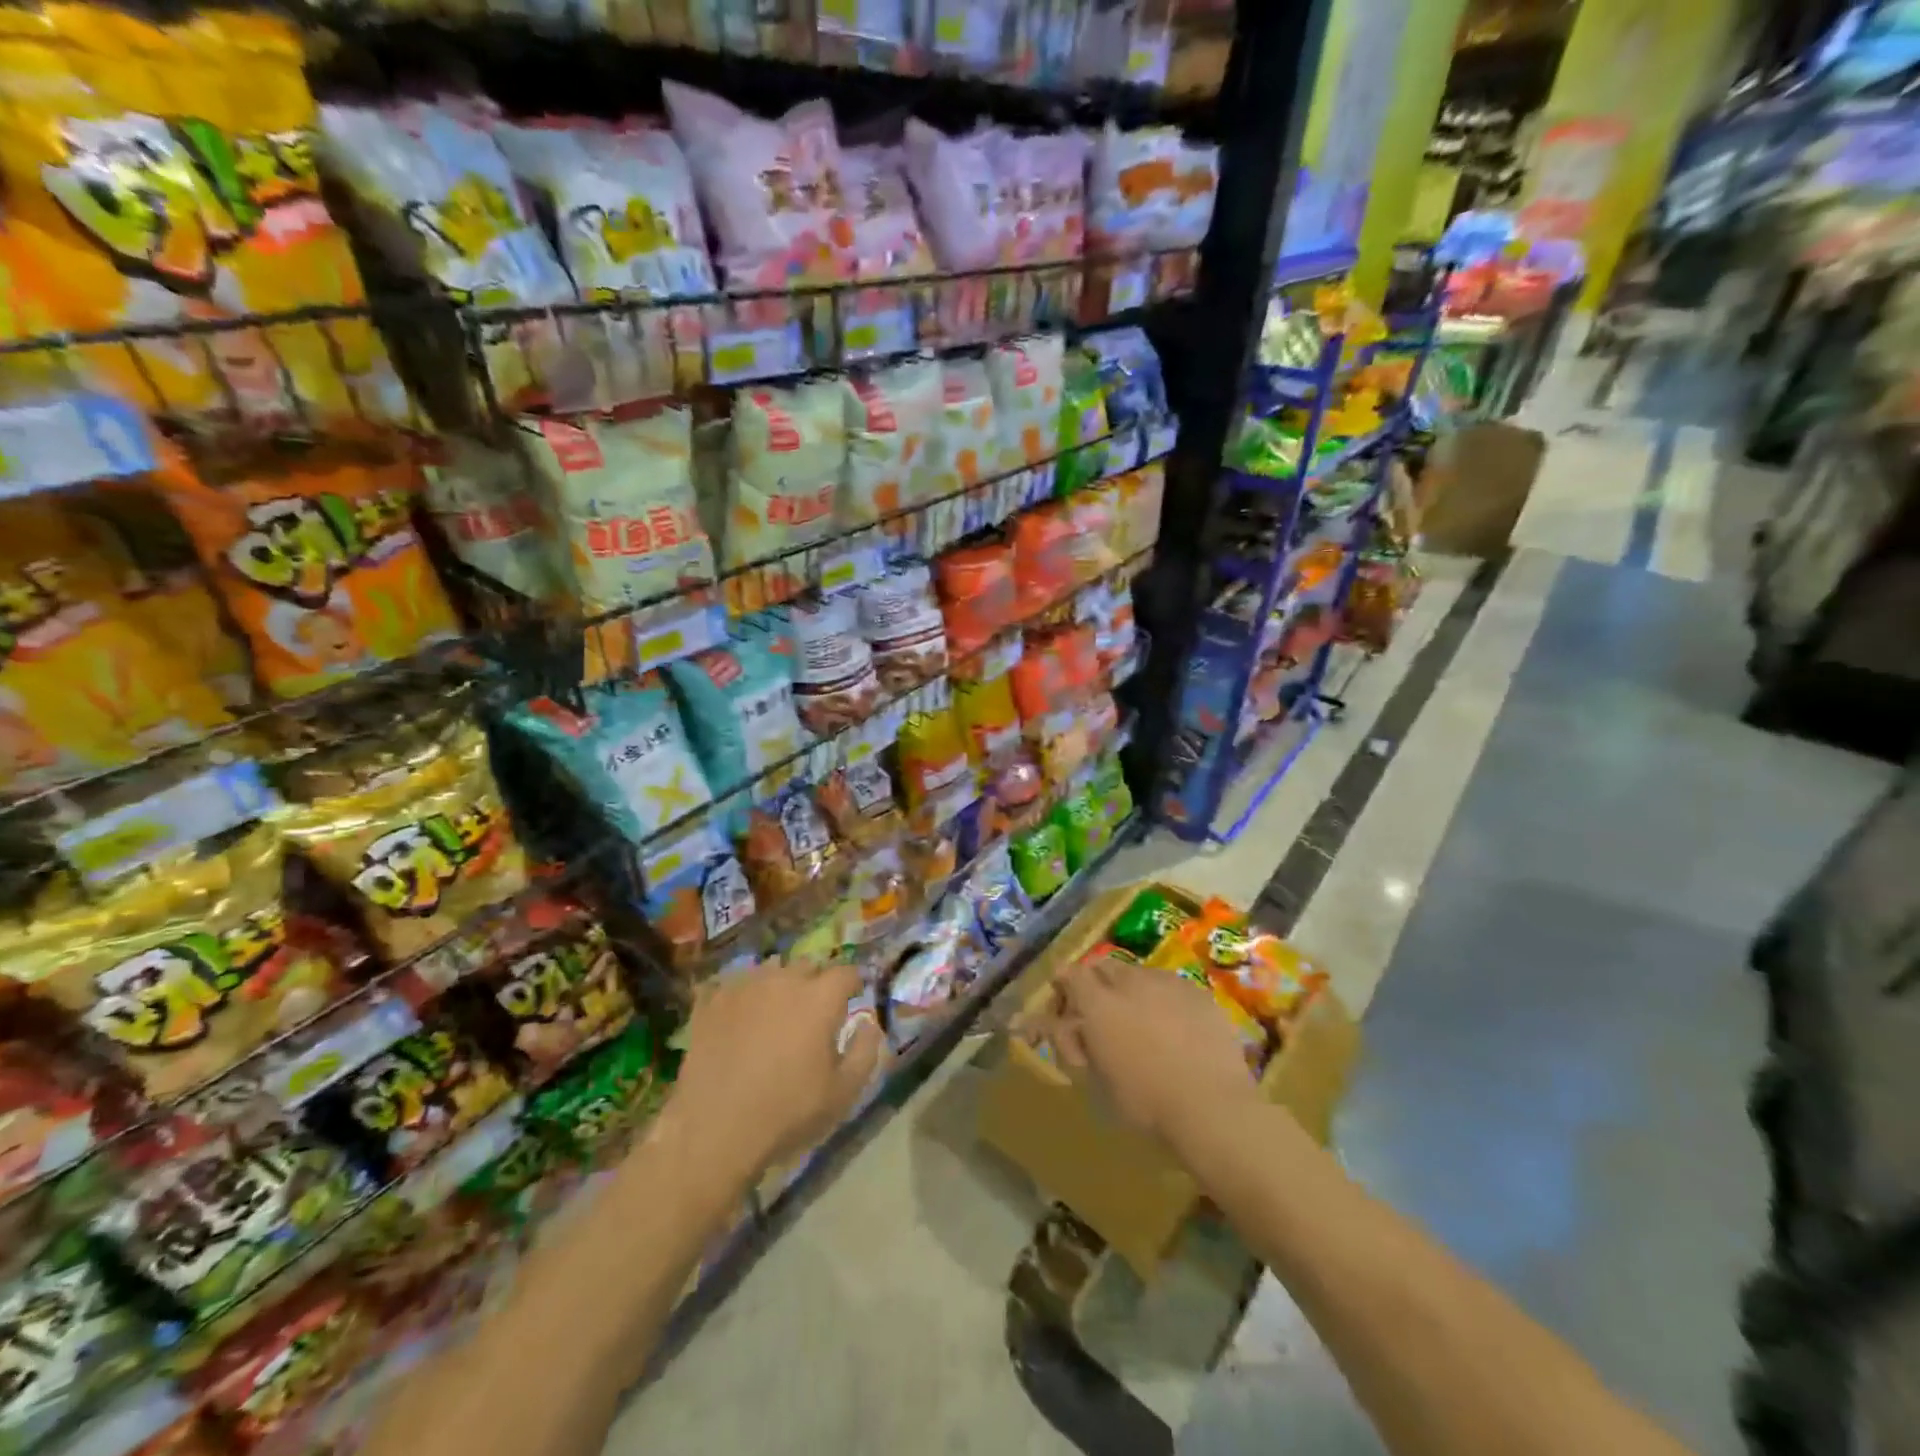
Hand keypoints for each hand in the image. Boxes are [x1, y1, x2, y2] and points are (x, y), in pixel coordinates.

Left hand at [663, 959, 883, 1192]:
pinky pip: (732, 984)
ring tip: (776, 1010)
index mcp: (819, 998)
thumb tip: (869, 1024)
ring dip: (779, 983)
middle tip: (814, 1010)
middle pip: (807, 965)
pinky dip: (742, 994)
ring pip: (769, 969)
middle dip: (816, 981)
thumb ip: (865, 1050)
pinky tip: (740, 1015)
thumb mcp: (843, 1092)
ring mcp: (744, 987)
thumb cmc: (787, 1112)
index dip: (854, 983)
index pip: (846, 972)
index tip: (854, 997)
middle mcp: (783, 980)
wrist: (714, 1130)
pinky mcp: (711, 1002)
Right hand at [1021, 955, 1260, 1150]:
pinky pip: (1172, 987)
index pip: (1070, 973)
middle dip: (1096, 984)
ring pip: (1139, 973)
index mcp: (1098, 1003)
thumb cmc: (1145, 1102)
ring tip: (1142, 1023)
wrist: (1213, 1108)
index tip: (1066, 1008)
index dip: (1064, 986)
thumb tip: (1059, 1025)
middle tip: (1101, 1015)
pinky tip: (1175, 1030)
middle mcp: (1130, 982)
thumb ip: (1071, 1044)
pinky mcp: (1199, 993)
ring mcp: (1168, 983)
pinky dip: (1164, 1000)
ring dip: (1131, 990)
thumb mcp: (1094, 1080)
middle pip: (1103, 966)